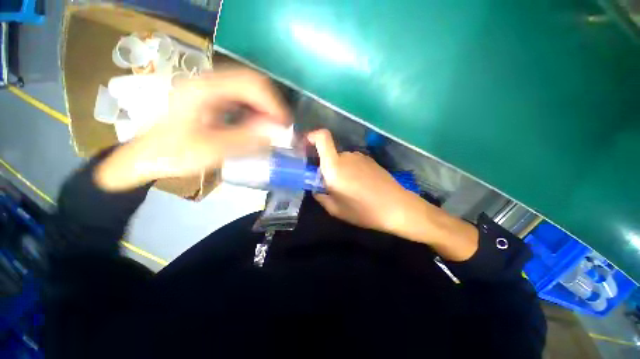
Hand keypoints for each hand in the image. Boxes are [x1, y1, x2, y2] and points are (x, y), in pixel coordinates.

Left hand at [95, 68, 290, 190]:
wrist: (145, 157)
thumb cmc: (173, 154)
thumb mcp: (211, 150)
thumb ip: (246, 138)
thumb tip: (277, 130)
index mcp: (204, 89)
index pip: (250, 83)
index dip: (273, 103)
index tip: (284, 125)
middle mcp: (208, 81)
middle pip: (252, 82)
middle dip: (272, 105)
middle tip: (281, 127)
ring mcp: (210, 89)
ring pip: (249, 90)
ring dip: (265, 108)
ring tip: (272, 128)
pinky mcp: (212, 98)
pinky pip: (242, 99)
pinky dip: (255, 111)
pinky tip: (257, 126)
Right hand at [309, 129, 477, 260]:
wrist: (397, 207)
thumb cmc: (363, 210)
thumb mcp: (335, 209)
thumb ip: (320, 196)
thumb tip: (317, 189)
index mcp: (334, 166)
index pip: (322, 137)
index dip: (312, 137)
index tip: (306, 147)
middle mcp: (346, 156)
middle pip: (329, 154)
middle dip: (325, 166)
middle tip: (329, 185)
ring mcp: (360, 156)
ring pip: (342, 159)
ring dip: (339, 170)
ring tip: (347, 189)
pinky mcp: (370, 160)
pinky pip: (353, 162)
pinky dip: (350, 170)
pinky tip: (360, 186)